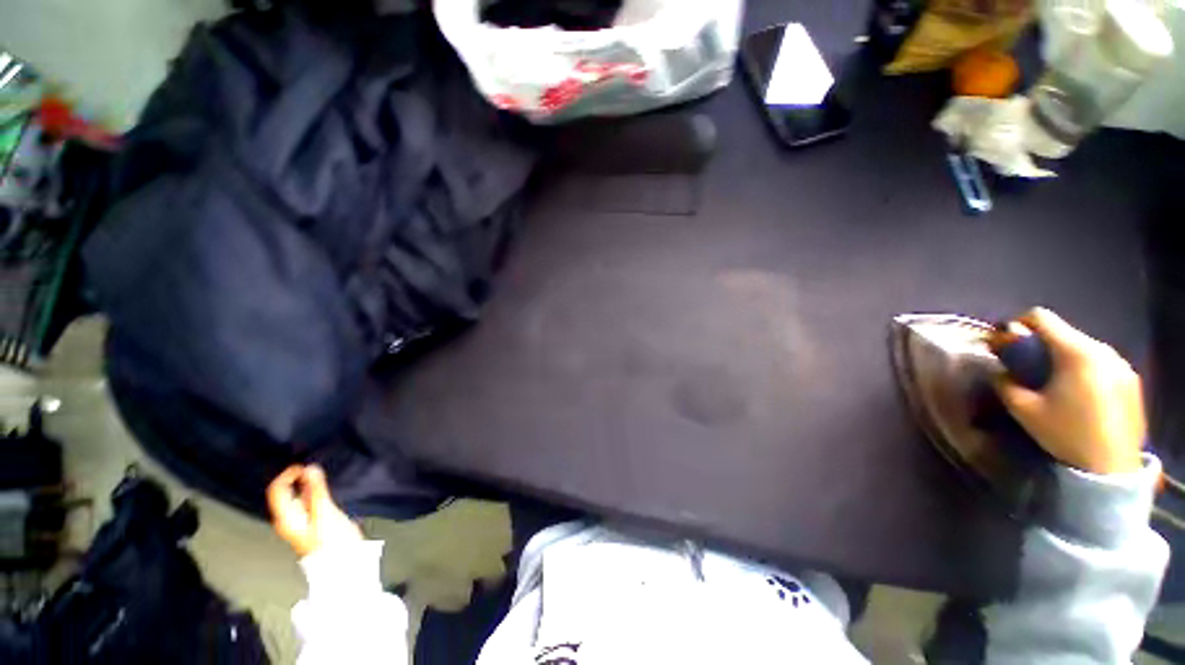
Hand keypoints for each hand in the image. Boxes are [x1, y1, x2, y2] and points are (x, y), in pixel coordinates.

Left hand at [267, 465, 361, 556]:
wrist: (343, 564)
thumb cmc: (332, 539)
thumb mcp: (326, 512)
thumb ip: (316, 490)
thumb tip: (310, 468)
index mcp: (286, 517)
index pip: (277, 490)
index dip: (288, 474)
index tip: (307, 465)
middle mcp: (288, 519)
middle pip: (285, 493)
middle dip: (299, 478)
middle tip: (317, 469)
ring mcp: (299, 523)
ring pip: (297, 498)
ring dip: (307, 485)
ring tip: (323, 477)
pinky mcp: (311, 524)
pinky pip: (306, 503)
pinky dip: (313, 493)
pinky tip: (325, 491)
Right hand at [993, 308, 1144, 474]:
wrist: (1111, 467)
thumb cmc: (1066, 434)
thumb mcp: (1023, 410)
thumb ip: (1005, 383)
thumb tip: (999, 370)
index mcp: (1075, 352)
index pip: (1042, 317)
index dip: (1019, 324)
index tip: (1008, 343)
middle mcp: (1102, 350)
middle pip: (1065, 333)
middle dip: (1043, 346)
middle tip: (1030, 368)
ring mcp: (1122, 364)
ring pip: (1084, 348)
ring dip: (1066, 358)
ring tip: (1057, 383)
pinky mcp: (1132, 379)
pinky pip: (1102, 363)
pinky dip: (1086, 370)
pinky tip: (1081, 394)